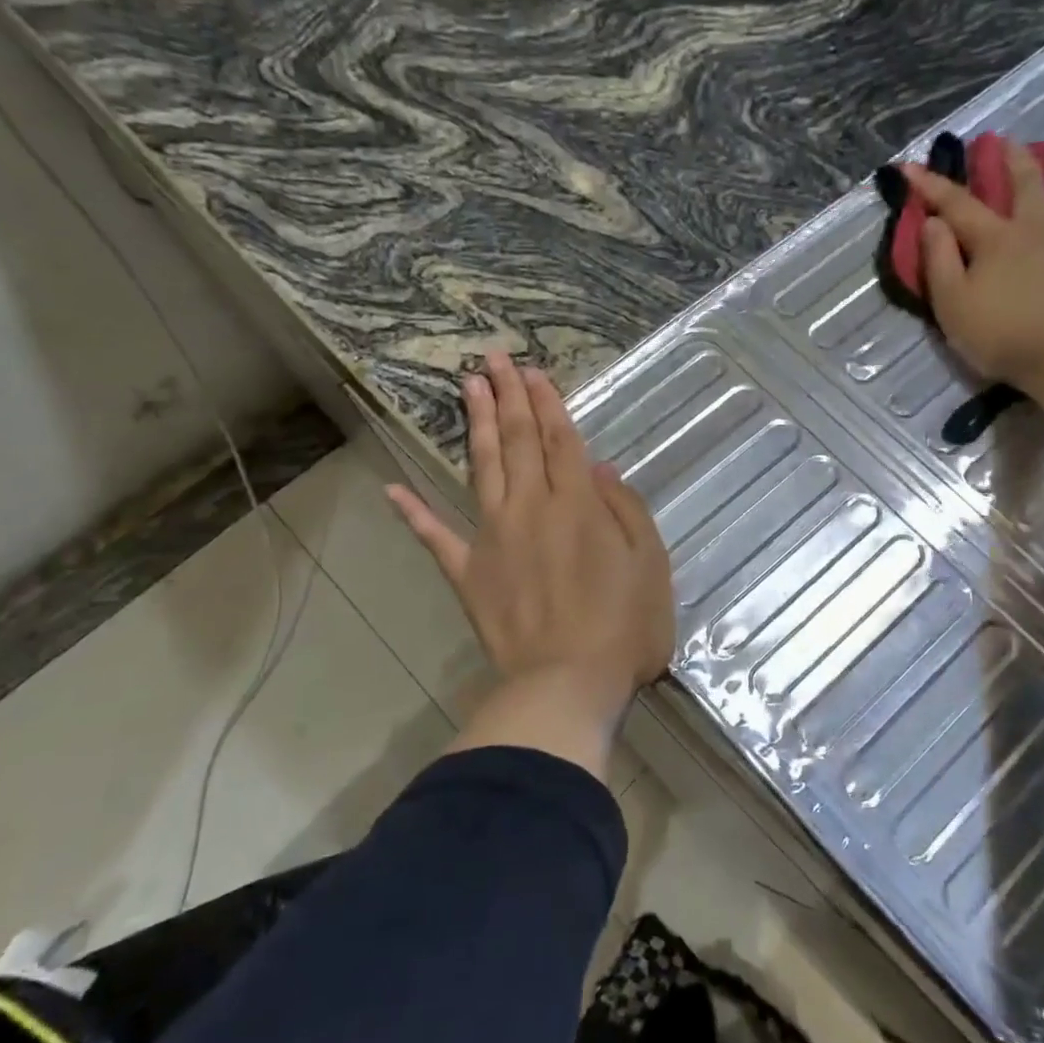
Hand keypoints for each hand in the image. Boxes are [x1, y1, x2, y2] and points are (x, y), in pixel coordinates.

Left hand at [387, 352, 674, 726]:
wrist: (567, 684)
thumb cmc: (623, 626)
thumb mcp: (650, 564)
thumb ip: (624, 510)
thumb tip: (599, 469)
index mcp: (577, 503)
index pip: (560, 439)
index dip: (547, 402)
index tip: (532, 370)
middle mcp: (531, 507)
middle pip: (518, 440)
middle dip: (507, 395)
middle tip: (492, 358)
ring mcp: (493, 538)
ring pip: (482, 468)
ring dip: (475, 425)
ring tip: (466, 387)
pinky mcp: (469, 573)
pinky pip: (436, 538)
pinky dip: (414, 514)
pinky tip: (393, 490)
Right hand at [905, 138, 1043, 400]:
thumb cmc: (1005, 336)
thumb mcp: (953, 306)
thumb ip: (938, 262)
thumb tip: (933, 222)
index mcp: (996, 240)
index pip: (957, 204)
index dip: (931, 184)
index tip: (909, 165)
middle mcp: (1039, 229)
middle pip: (1025, 184)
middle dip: (1011, 160)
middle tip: (1005, 140)